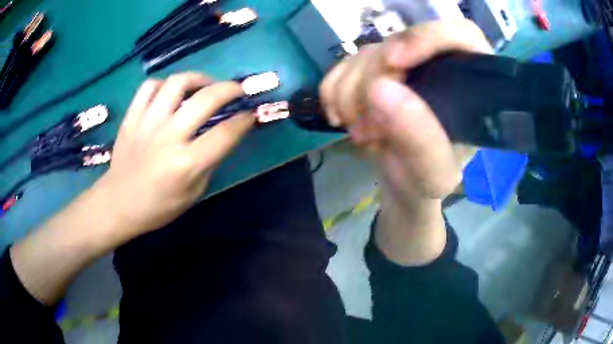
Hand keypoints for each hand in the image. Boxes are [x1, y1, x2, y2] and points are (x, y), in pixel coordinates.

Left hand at [98, 72, 253, 236]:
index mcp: (187, 163)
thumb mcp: (193, 194)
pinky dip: (164, 85)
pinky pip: (149, 87)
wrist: (118, 204)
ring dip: (198, 79)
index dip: (244, 120)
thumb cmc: (158, 207)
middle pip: (206, 99)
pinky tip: (170, 93)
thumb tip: (223, 137)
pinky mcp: (131, 117)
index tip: (251, 113)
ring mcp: (147, 123)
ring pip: (177, 83)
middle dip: (230, 89)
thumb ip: (209, 163)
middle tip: (237, 89)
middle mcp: (168, 137)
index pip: (225, 133)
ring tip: (204, 85)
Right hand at [320, 20, 491, 207]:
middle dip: (374, 82)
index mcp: (469, 82)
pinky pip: (342, 66)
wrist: (403, 183)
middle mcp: (435, 64)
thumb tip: (380, 89)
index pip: (459, 34)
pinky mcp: (372, 69)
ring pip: (365, 54)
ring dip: (351, 95)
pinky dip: (333, 93)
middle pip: (399, 43)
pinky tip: (343, 119)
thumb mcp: (433, 173)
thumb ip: (420, 139)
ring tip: (364, 134)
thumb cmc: (429, 180)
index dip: (426, 37)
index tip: (393, 63)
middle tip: (369, 127)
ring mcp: (401, 64)